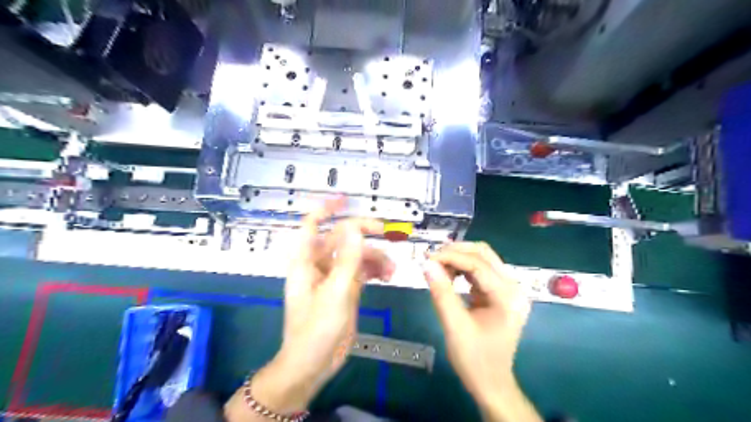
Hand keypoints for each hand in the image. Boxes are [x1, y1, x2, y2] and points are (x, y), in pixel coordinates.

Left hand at [228, 199, 393, 421]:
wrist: (312, 365)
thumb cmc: (315, 330)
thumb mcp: (334, 293)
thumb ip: (347, 260)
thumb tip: (355, 229)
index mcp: (306, 262)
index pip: (312, 225)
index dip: (325, 209)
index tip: (345, 199)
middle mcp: (318, 265)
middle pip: (341, 239)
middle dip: (364, 235)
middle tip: (388, 232)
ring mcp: (333, 277)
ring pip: (355, 256)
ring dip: (374, 257)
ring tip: (392, 268)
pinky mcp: (345, 290)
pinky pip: (361, 271)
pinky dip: (374, 270)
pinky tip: (387, 275)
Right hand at [421, 242, 539, 419]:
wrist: (491, 384)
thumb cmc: (474, 359)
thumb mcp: (454, 326)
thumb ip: (441, 293)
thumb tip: (427, 264)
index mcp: (508, 297)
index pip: (478, 265)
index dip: (451, 257)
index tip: (427, 258)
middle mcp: (513, 288)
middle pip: (484, 254)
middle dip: (456, 252)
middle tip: (431, 259)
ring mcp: (508, 290)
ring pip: (482, 259)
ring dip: (459, 258)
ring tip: (437, 267)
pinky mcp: (499, 293)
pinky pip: (480, 271)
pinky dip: (462, 268)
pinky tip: (448, 275)